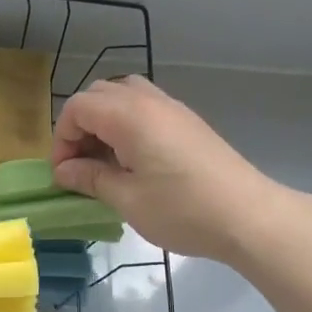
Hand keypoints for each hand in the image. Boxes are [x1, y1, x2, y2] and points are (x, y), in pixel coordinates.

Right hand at [50, 76, 289, 261]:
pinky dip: (128, 125)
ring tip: (106, 161)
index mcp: (129, 115)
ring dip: (104, 122)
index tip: (64, 174)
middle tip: (81, 165)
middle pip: (98, 95)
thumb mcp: (127, 199)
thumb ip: (91, 178)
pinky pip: (145, 108)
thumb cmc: (182, 209)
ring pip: (124, 96)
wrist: (250, 217)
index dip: (62, 138)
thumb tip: (64, 172)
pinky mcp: (188, 122)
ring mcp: (173, 108)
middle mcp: (149, 101)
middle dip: (80, 126)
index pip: (78, 108)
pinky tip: (134, 161)